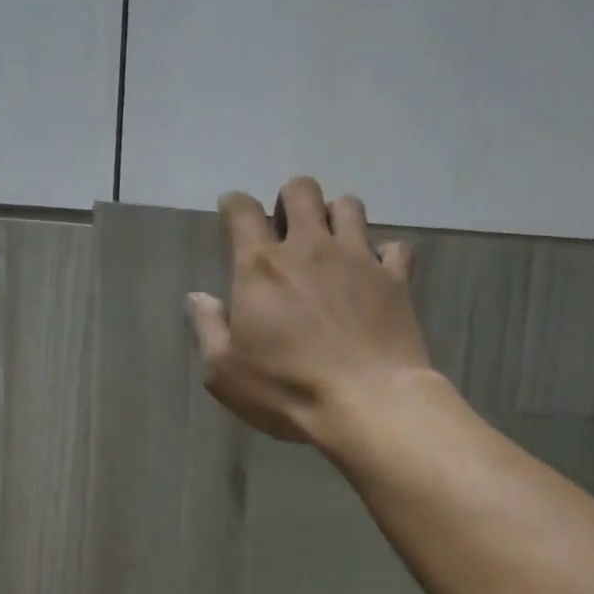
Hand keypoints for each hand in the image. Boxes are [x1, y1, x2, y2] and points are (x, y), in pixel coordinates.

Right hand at [186, 175, 434, 448]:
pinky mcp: (395, 279)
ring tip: (332, 245)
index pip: (243, 210)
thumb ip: (208, 328)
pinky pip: (396, 247)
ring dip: (336, 217)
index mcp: (262, 267)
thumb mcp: (225, 372)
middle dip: (289, 201)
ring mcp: (358, 258)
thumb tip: (197, 297)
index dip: (234, 206)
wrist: (368, 403)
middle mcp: (310, 247)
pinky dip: (385, 254)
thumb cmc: (287, 390)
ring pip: (349, 205)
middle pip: (301, 190)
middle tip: (287, 232)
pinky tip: (378, 273)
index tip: (232, 215)